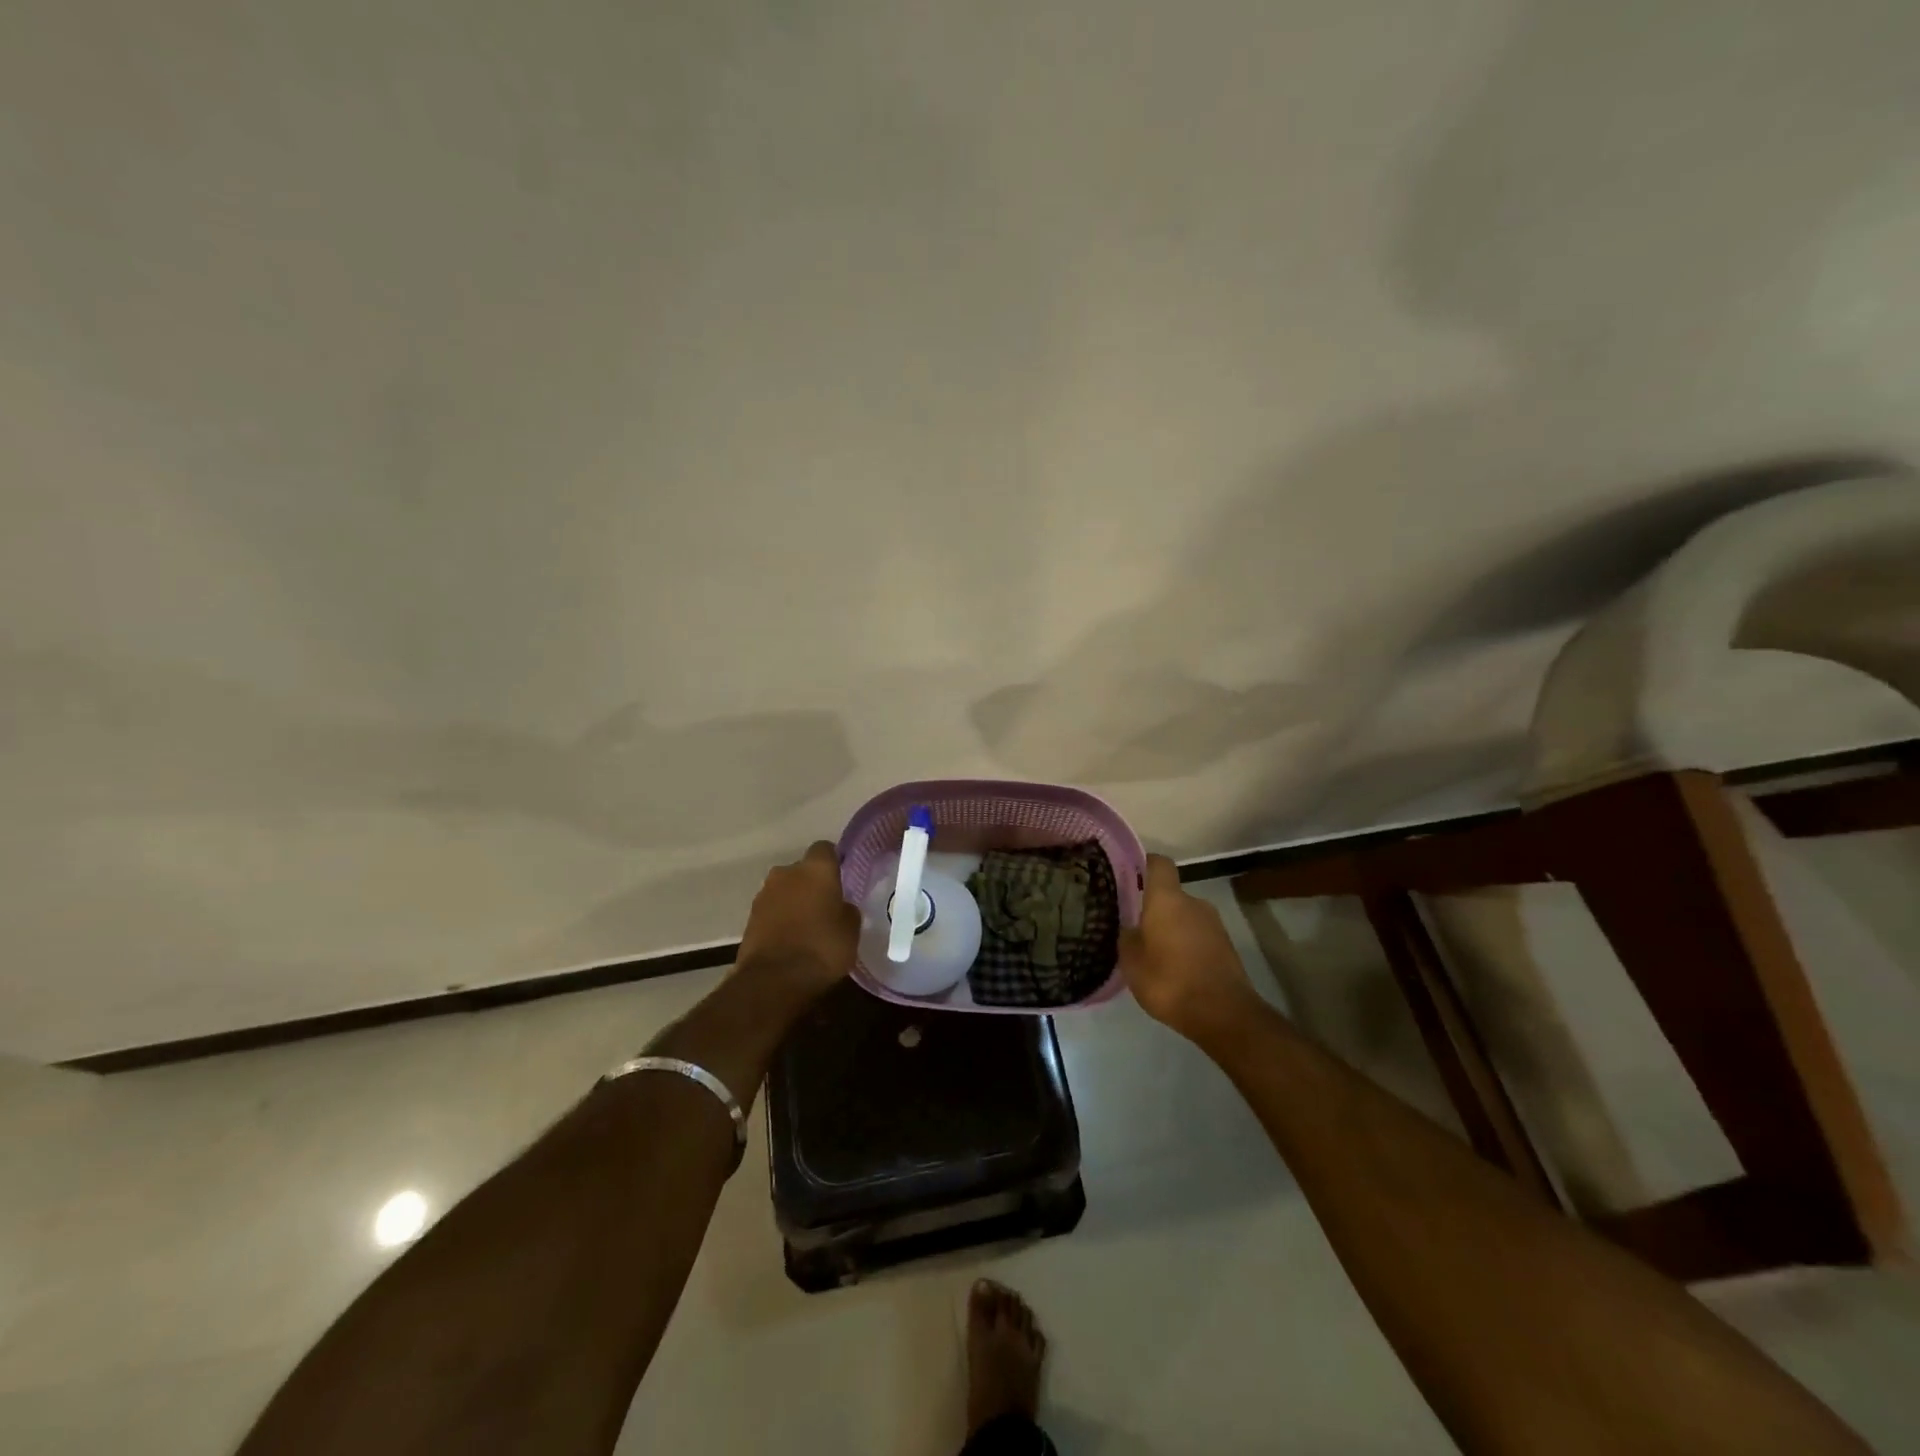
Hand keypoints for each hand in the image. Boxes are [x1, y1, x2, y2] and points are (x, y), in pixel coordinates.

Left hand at [736, 841, 859, 997]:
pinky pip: (772, 910)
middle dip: (812, 883)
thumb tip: (840, 906)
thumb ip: (847, 909)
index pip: (825, 849)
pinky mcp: (749, 917)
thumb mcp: (851, 930)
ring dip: (794, 901)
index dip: (834, 862)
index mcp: (815, 869)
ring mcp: (764, 894)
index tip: (842, 879)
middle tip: (826, 906)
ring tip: (807, 926)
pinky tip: (790, 939)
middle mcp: (786, 872)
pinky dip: (780, 919)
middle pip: (802, 870)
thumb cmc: (822, 948)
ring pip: (785, 889)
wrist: (773, 980)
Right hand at [1119, 855, 1258, 1040]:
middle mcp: (1193, 902)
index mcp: (1167, 899)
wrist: (1223, 1014)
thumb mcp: (1132, 963)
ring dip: (1172, 928)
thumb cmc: (1169, 981)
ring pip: (1185, 916)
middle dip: (1154, 908)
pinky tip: (1175, 968)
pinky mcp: (1226, 945)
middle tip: (1135, 927)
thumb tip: (1130, 927)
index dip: (1144, 864)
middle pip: (1171, 894)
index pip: (1158, 863)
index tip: (1129, 875)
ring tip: (1154, 952)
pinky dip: (1186, 945)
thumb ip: (1127, 938)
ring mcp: (1214, 923)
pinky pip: (1198, 935)